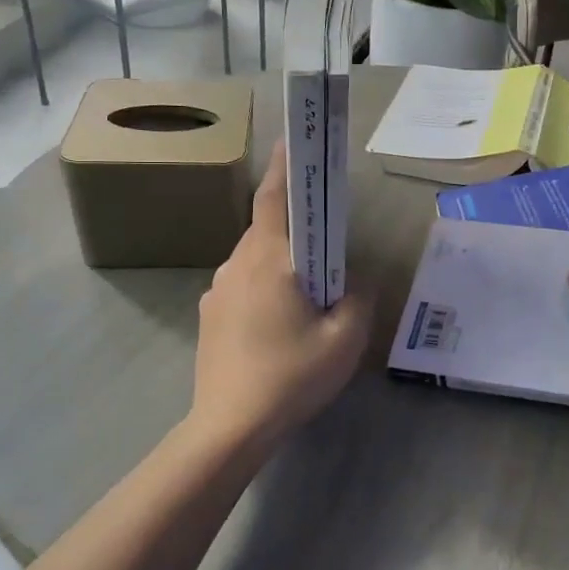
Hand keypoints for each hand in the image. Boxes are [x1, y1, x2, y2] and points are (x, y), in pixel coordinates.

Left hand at [191, 145, 371, 448]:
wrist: (229, 429)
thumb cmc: (291, 376)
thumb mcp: (346, 338)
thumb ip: (359, 297)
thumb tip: (354, 279)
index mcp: (269, 260)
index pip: (275, 198)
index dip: (285, 167)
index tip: (293, 141)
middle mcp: (236, 265)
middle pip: (268, 230)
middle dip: (297, 229)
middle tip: (327, 245)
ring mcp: (217, 290)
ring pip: (255, 260)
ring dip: (282, 263)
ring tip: (308, 295)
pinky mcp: (209, 316)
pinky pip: (243, 286)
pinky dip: (265, 289)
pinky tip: (281, 325)